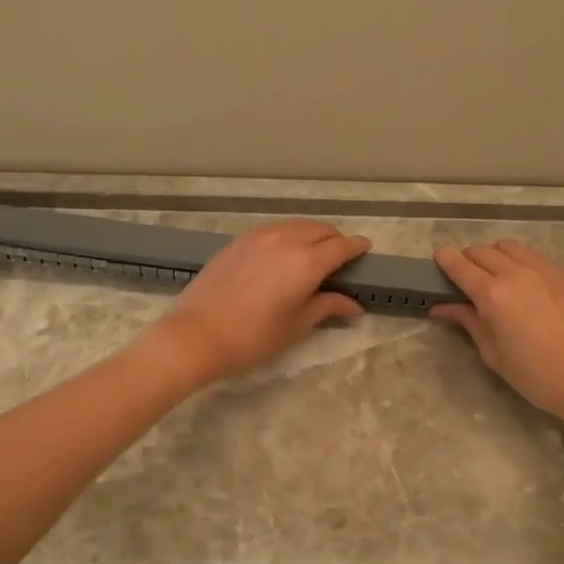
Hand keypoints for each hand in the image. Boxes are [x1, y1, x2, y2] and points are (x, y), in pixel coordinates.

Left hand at [151, 220, 370, 383]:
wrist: (198, 334)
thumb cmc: (254, 338)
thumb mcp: (297, 326)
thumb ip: (327, 307)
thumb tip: (355, 307)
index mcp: (307, 262)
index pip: (341, 246)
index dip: (357, 247)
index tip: (365, 250)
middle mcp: (286, 240)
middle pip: (321, 229)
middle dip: (335, 240)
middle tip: (340, 258)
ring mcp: (259, 237)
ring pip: (296, 225)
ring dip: (311, 234)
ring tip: (313, 254)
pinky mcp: (238, 241)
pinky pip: (273, 229)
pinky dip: (287, 235)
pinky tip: (283, 253)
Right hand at [430, 240, 563, 428]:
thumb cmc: (536, 376)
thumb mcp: (494, 354)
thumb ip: (468, 323)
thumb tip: (442, 308)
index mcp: (493, 295)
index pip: (460, 265)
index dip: (445, 259)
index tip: (438, 258)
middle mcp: (517, 273)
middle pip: (482, 251)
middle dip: (467, 259)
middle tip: (464, 278)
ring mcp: (545, 271)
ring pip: (509, 247)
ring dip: (494, 255)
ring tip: (494, 277)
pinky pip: (534, 257)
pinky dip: (520, 261)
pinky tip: (523, 284)